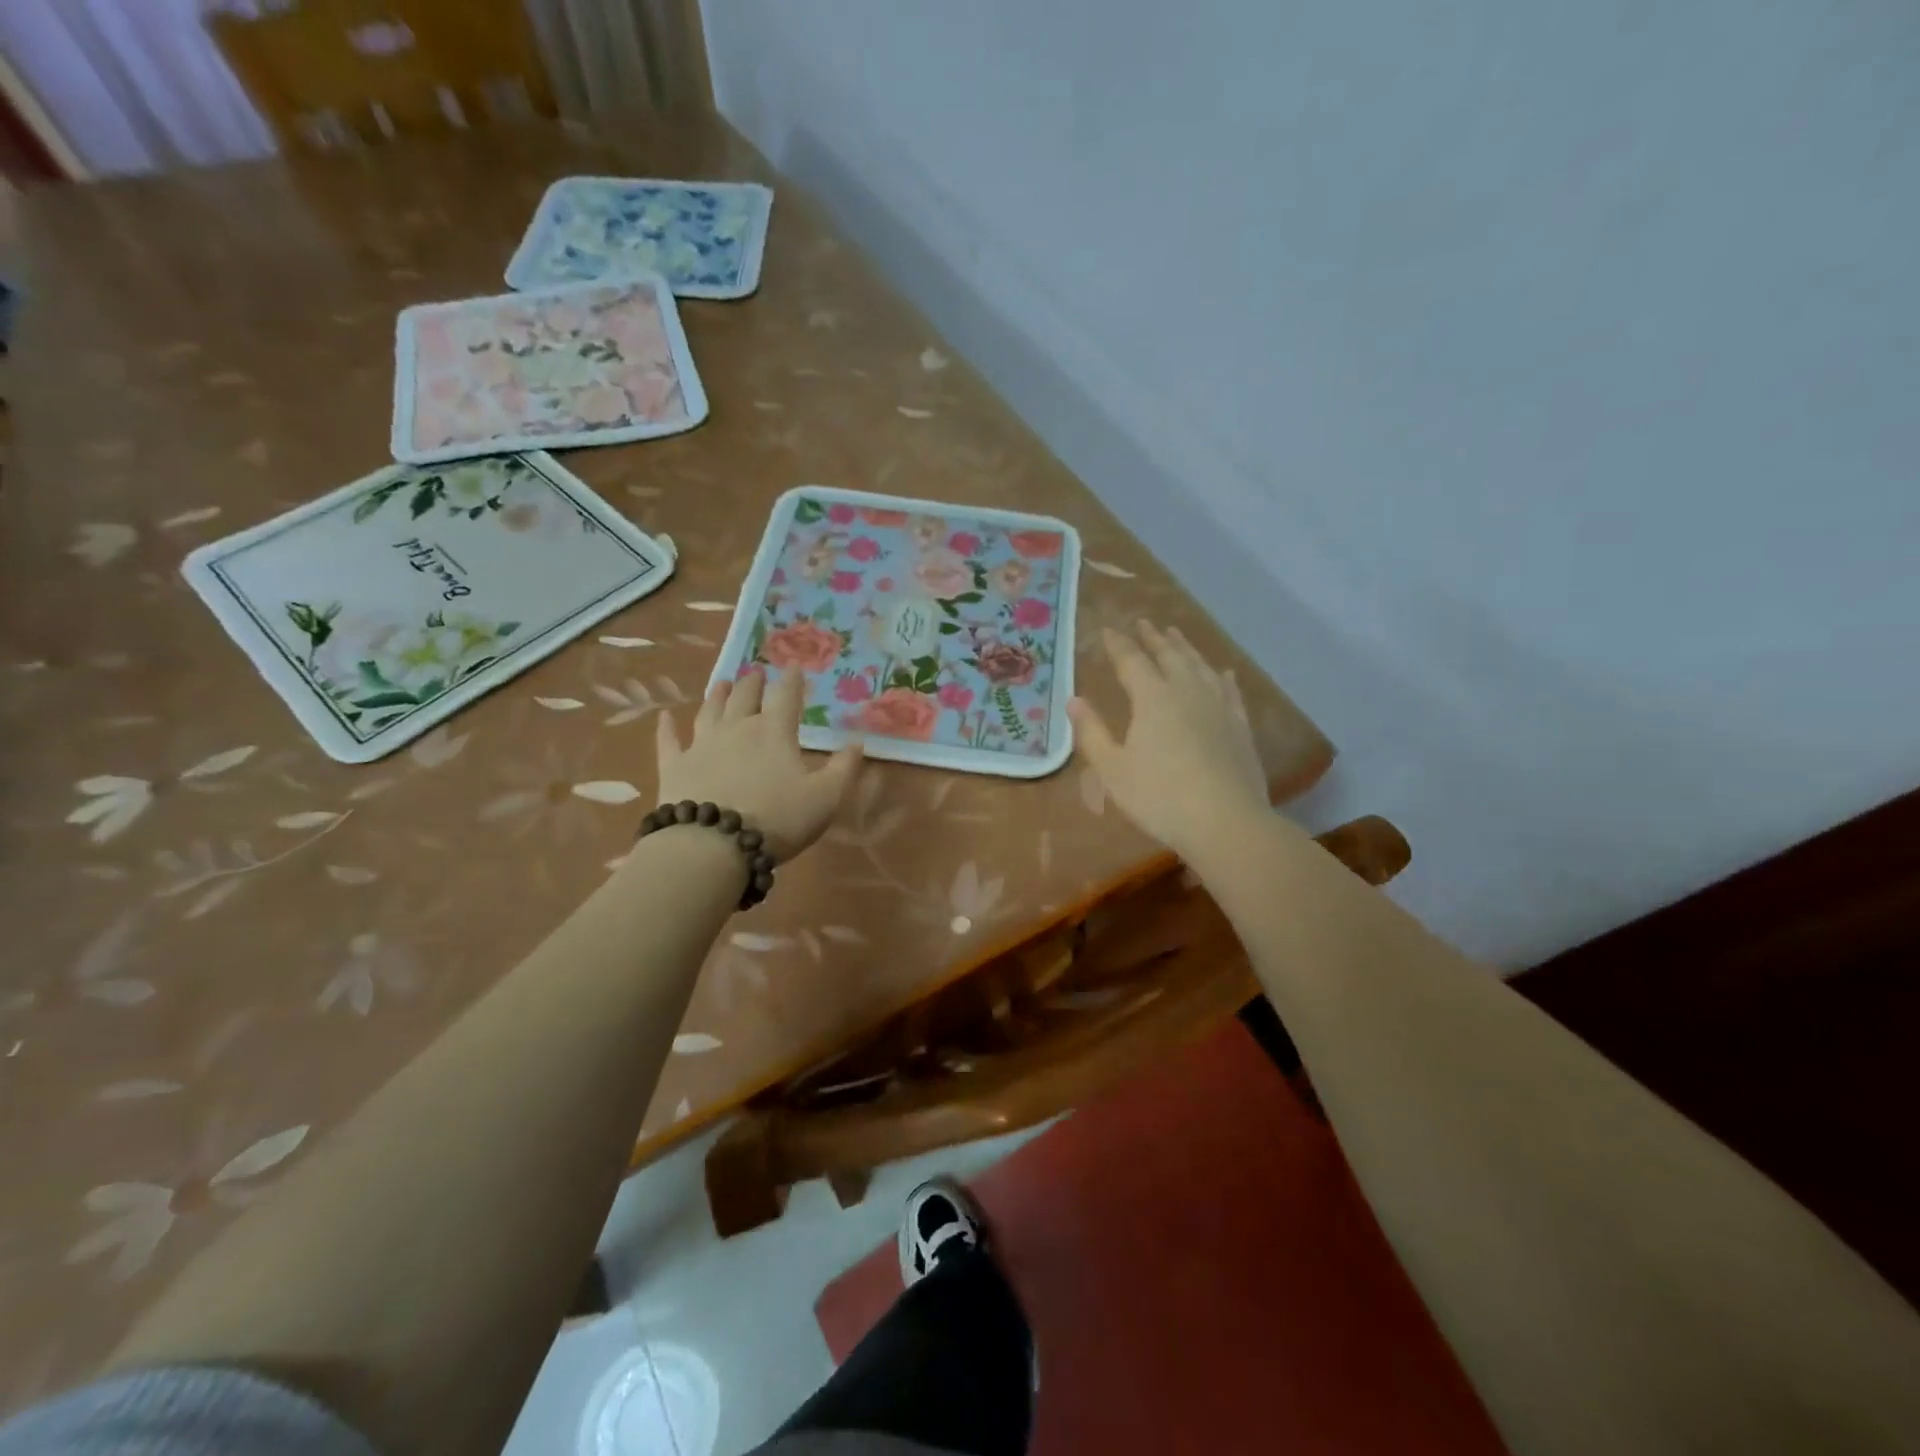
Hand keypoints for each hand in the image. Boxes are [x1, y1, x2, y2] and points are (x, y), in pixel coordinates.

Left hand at [655, 668, 863, 862]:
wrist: (712, 845)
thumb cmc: (777, 819)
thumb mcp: (825, 798)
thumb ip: (843, 769)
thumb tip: (858, 743)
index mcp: (774, 732)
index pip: (787, 697)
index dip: (793, 681)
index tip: (794, 666)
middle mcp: (737, 729)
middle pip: (745, 698)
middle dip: (753, 683)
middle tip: (756, 672)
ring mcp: (701, 745)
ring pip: (709, 711)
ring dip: (717, 695)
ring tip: (722, 682)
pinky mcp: (674, 767)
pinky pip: (669, 741)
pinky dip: (667, 728)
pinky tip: (664, 717)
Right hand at [1067, 622, 1269, 856]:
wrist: (1226, 822)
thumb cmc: (1160, 797)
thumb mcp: (1113, 769)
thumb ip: (1091, 732)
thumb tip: (1073, 700)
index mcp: (1152, 698)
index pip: (1131, 661)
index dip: (1117, 644)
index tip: (1107, 630)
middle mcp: (1186, 691)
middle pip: (1168, 655)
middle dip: (1153, 638)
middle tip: (1143, 622)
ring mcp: (1218, 706)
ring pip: (1200, 666)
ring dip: (1185, 648)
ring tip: (1176, 635)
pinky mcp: (1240, 726)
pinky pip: (1230, 691)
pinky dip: (1222, 677)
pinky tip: (1223, 672)